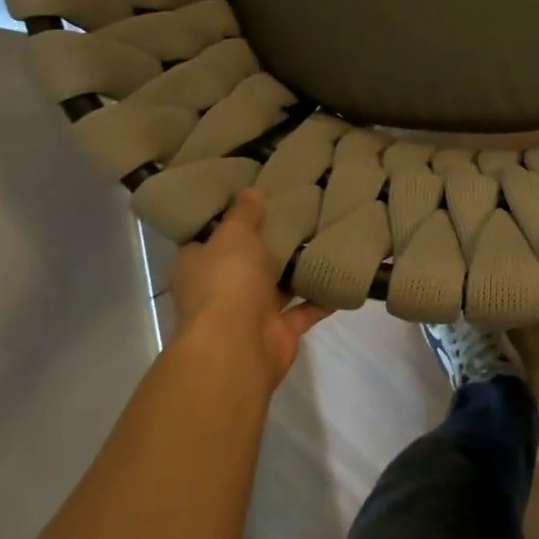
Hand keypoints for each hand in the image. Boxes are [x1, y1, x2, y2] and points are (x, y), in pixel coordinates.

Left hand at [169, 190, 329, 387]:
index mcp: (196, 266)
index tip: (252, 200)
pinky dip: (321, 297)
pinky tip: (342, 273)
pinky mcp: (277, 333)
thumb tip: (251, 191)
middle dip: (267, 245)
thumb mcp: (234, 234)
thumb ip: (244, 213)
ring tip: (323, 238)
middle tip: (295, 213)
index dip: (227, 219)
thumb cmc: (227, 280)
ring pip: (275, 287)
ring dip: (295, 271)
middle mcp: (218, 291)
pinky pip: (303, 310)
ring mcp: (248, 315)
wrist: (238, 347)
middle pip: (244, 262)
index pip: (208, 238)